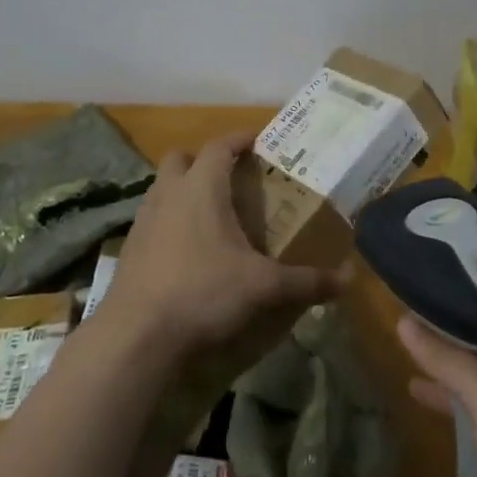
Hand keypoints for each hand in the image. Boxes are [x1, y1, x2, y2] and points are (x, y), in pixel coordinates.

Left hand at [102, 131, 349, 360]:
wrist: (136, 336)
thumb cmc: (203, 292)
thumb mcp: (263, 287)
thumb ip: (306, 281)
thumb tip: (348, 280)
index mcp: (201, 188)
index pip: (219, 146)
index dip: (239, 139)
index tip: (257, 141)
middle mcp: (169, 194)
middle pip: (180, 158)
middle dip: (203, 161)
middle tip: (230, 179)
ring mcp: (143, 221)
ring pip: (161, 188)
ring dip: (183, 190)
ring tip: (210, 214)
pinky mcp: (129, 250)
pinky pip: (151, 219)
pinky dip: (169, 222)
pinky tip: (187, 250)